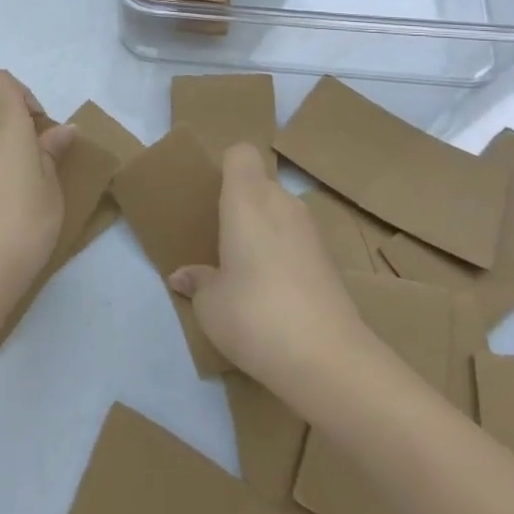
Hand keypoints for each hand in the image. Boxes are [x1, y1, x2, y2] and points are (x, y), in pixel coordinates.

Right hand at [168, 144, 369, 406]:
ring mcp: (312, 232)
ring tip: (246, 271)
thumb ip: (197, 282)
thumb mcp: (209, 304)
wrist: (328, 359)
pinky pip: (297, 241)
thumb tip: (183, 277)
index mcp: (247, 199)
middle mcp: (282, 204)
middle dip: (242, 205)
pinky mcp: (331, 261)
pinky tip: (275, 294)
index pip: (240, 154)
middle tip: (222, 240)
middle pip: (260, 185)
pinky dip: (285, 256)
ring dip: (265, 232)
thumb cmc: (254, 314)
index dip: (226, 168)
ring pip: (281, 214)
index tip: (212, 198)